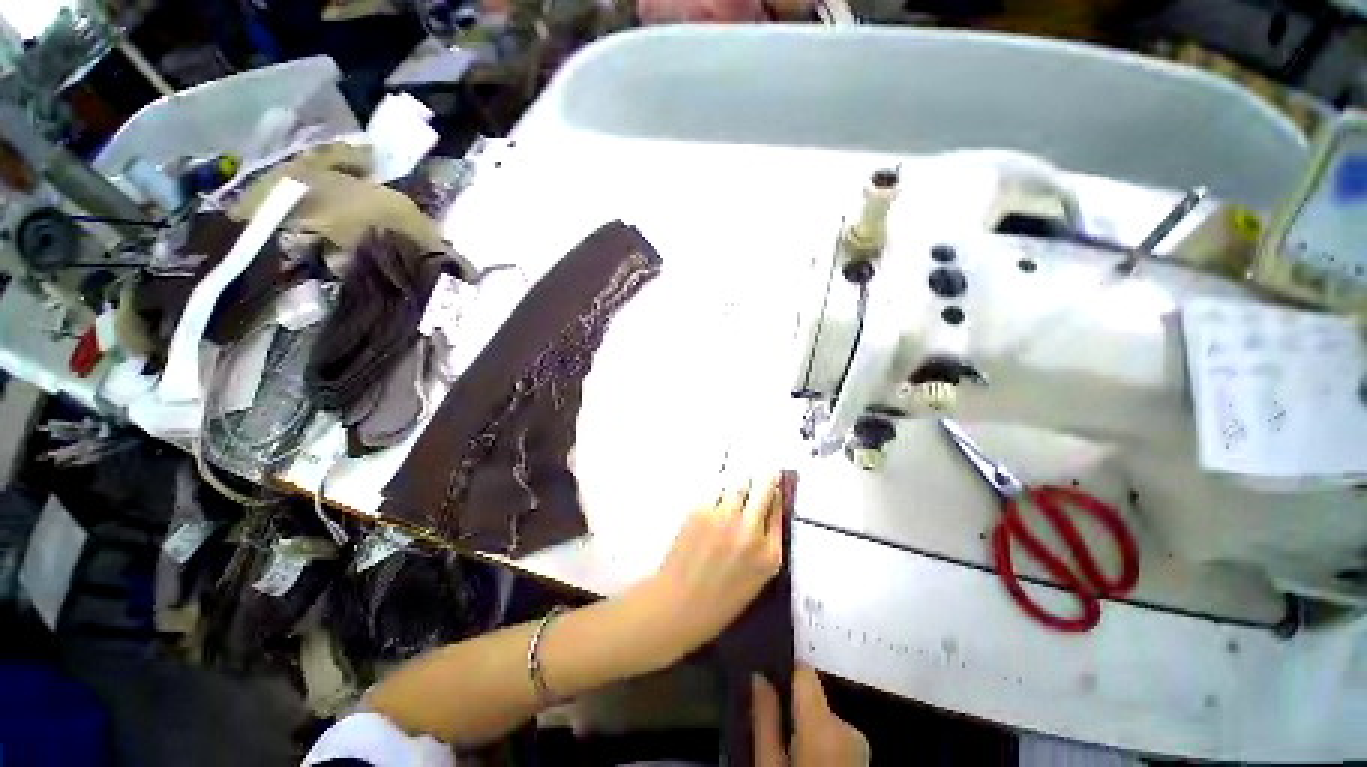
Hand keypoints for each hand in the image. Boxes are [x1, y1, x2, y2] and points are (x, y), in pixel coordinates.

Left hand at [636, 474, 784, 664]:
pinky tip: (715, 500)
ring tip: (735, 488)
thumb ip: (766, 546)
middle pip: (764, 488)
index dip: (776, 493)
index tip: (773, 486)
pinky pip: (716, 489)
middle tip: (762, 473)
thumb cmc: (717, 601)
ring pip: (738, 483)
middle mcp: (750, 532)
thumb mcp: (756, 580)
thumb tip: (768, 511)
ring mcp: (725, 518)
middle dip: (765, 478)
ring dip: (740, 483)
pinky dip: (718, 490)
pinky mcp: (701, 510)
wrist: (677, 605)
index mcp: (769, 555)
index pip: (779, 509)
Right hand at [754, 666, 869, 766]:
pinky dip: (823, 741)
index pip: (805, 673)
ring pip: (825, 717)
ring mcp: (861, 743)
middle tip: (777, 730)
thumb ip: (765, 719)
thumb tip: (759, 676)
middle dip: (796, 709)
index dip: (786, 673)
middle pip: (814, 697)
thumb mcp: (768, 766)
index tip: (769, 677)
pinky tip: (811, 761)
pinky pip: (837, 734)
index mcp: (824, 727)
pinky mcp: (864, 755)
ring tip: (793, 752)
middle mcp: (849, 728)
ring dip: (809, 727)